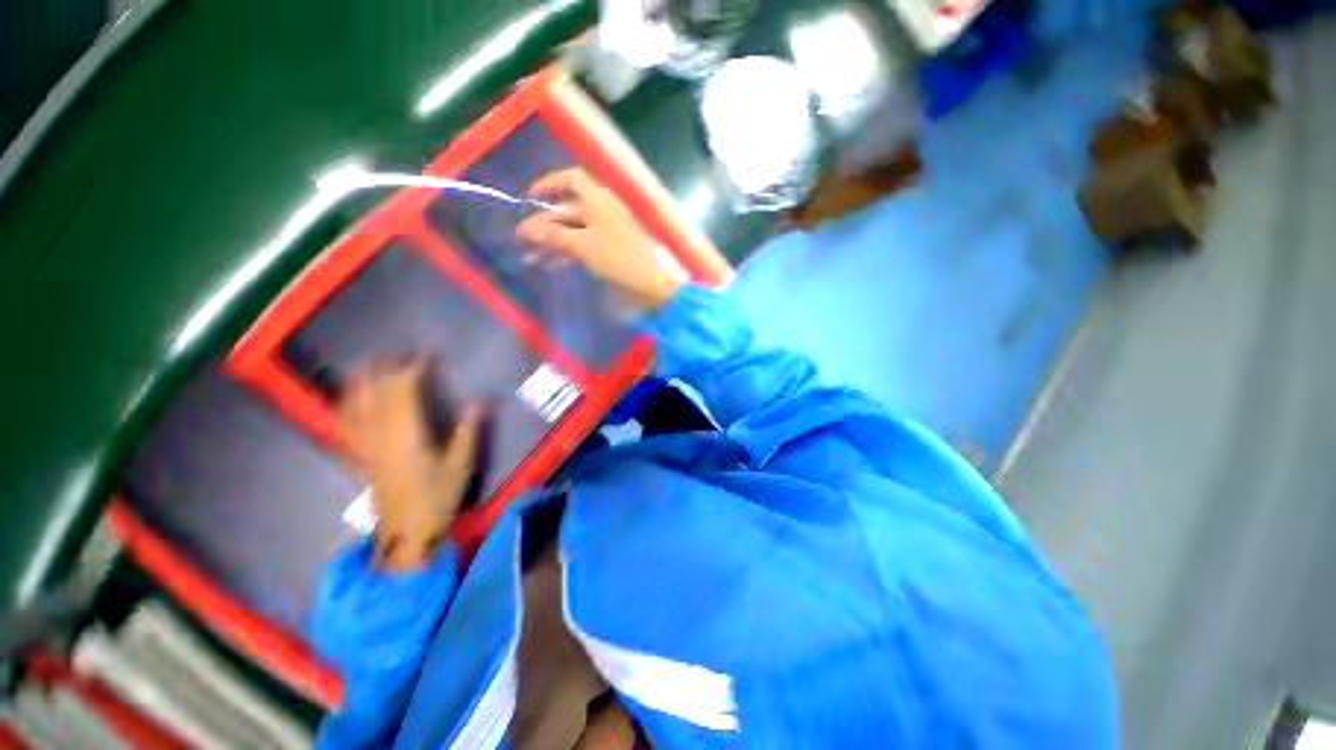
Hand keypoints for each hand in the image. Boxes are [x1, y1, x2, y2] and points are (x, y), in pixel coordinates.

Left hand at [337, 357, 482, 570]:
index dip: (413, 371)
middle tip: (396, 353)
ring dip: (360, 384)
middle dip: (385, 371)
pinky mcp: (362, 457)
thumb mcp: (461, 465)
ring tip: (365, 366)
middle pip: (376, 395)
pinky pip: (347, 428)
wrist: (407, 534)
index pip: (405, 393)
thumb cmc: (437, 498)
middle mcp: (381, 436)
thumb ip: (467, 432)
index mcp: (407, 436)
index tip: (426, 356)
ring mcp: (367, 447)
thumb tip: (479, 402)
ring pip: (356, 408)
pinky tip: (345, 400)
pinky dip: (345, 409)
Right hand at [516, 169, 682, 311]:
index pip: (571, 180)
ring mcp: (606, 231)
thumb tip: (526, 230)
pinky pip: (583, 246)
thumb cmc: (617, 257)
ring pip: (573, 231)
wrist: (652, 283)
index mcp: (597, 200)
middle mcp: (601, 210)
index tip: (530, 197)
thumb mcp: (582, 245)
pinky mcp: (609, 250)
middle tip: (522, 242)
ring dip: (552, 243)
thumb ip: (553, 236)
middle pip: (567, 211)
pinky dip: (568, 253)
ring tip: (531, 259)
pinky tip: (553, 265)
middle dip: (543, 225)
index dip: (550, 184)